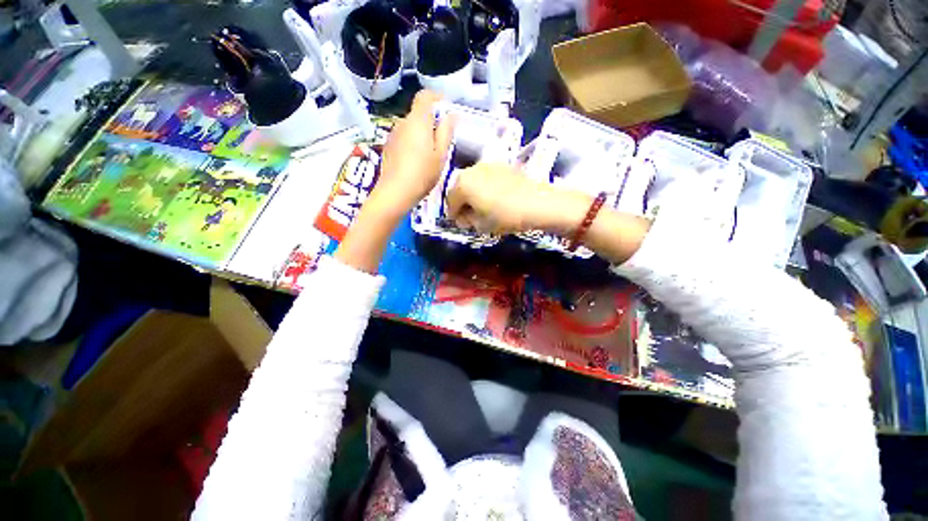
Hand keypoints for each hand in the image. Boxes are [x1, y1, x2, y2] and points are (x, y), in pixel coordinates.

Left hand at [373, 90, 454, 214]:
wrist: (395, 192)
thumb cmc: (423, 173)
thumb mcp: (440, 155)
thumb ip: (446, 132)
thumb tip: (450, 116)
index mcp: (418, 121)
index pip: (425, 96)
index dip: (436, 97)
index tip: (446, 106)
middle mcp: (403, 123)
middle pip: (418, 114)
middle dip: (431, 121)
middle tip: (442, 140)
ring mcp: (393, 135)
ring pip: (411, 127)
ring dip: (421, 134)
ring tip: (430, 154)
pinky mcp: (389, 146)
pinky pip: (404, 137)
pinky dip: (412, 142)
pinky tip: (416, 161)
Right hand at [447, 162, 651, 263]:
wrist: (539, 203)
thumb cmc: (505, 216)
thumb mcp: (481, 225)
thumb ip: (467, 220)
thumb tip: (464, 217)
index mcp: (462, 184)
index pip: (450, 202)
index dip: (454, 216)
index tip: (462, 225)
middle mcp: (472, 169)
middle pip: (460, 189)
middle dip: (463, 204)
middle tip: (472, 218)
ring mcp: (488, 165)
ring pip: (473, 182)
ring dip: (474, 195)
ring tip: (485, 209)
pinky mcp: (503, 165)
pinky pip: (486, 178)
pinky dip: (486, 188)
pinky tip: (496, 199)